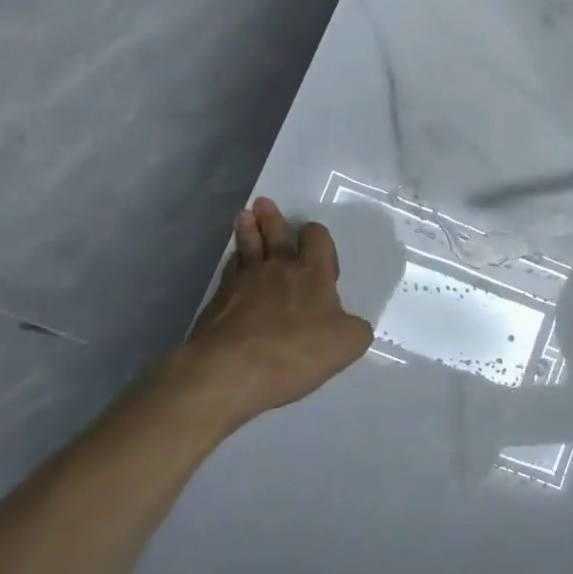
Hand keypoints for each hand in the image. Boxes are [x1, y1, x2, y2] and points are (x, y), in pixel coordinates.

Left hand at [172, 199, 374, 430]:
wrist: (231, 370)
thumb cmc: (296, 351)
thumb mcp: (347, 344)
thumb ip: (355, 329)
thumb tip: (350, 324)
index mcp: (313, 274)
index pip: (316, 239)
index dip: (316, 235)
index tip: (314, 240)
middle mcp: (278, 268)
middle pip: (276, 234)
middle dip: (273, 219)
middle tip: (264, 203)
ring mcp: (243, 282)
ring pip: (247, 246)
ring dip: (248, 229)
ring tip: (245, 216)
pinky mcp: (217, 301)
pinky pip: (229, 271)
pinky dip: (233, 262)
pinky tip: (232, 261)